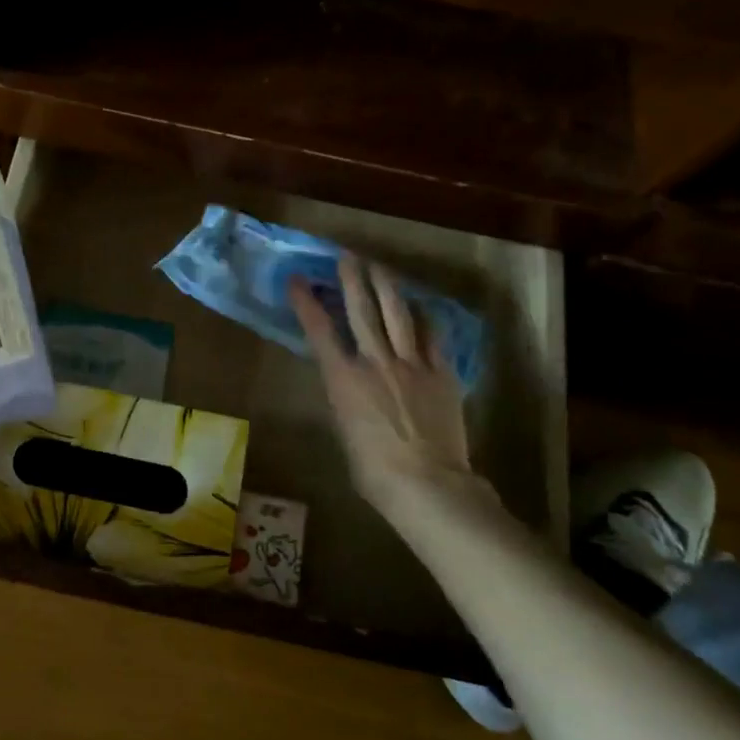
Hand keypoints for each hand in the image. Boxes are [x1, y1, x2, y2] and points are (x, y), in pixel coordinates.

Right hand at [290, 254, 493, 533]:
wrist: (427, 484)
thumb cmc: (374, 471)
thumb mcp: (346, 432)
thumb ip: (347, 401)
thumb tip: (353, 389)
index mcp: (343, 379)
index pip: (320, 331)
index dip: (306, 302)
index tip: (297, 280)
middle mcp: (375, 361)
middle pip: (361, 310)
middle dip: (351, 279)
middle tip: (346, 255)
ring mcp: (411, 364)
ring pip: (397, 314)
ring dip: (386, 286)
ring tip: (380, 266)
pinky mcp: (441, 373)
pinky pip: (433, 336)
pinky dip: (425, 318)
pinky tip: (422, 307)